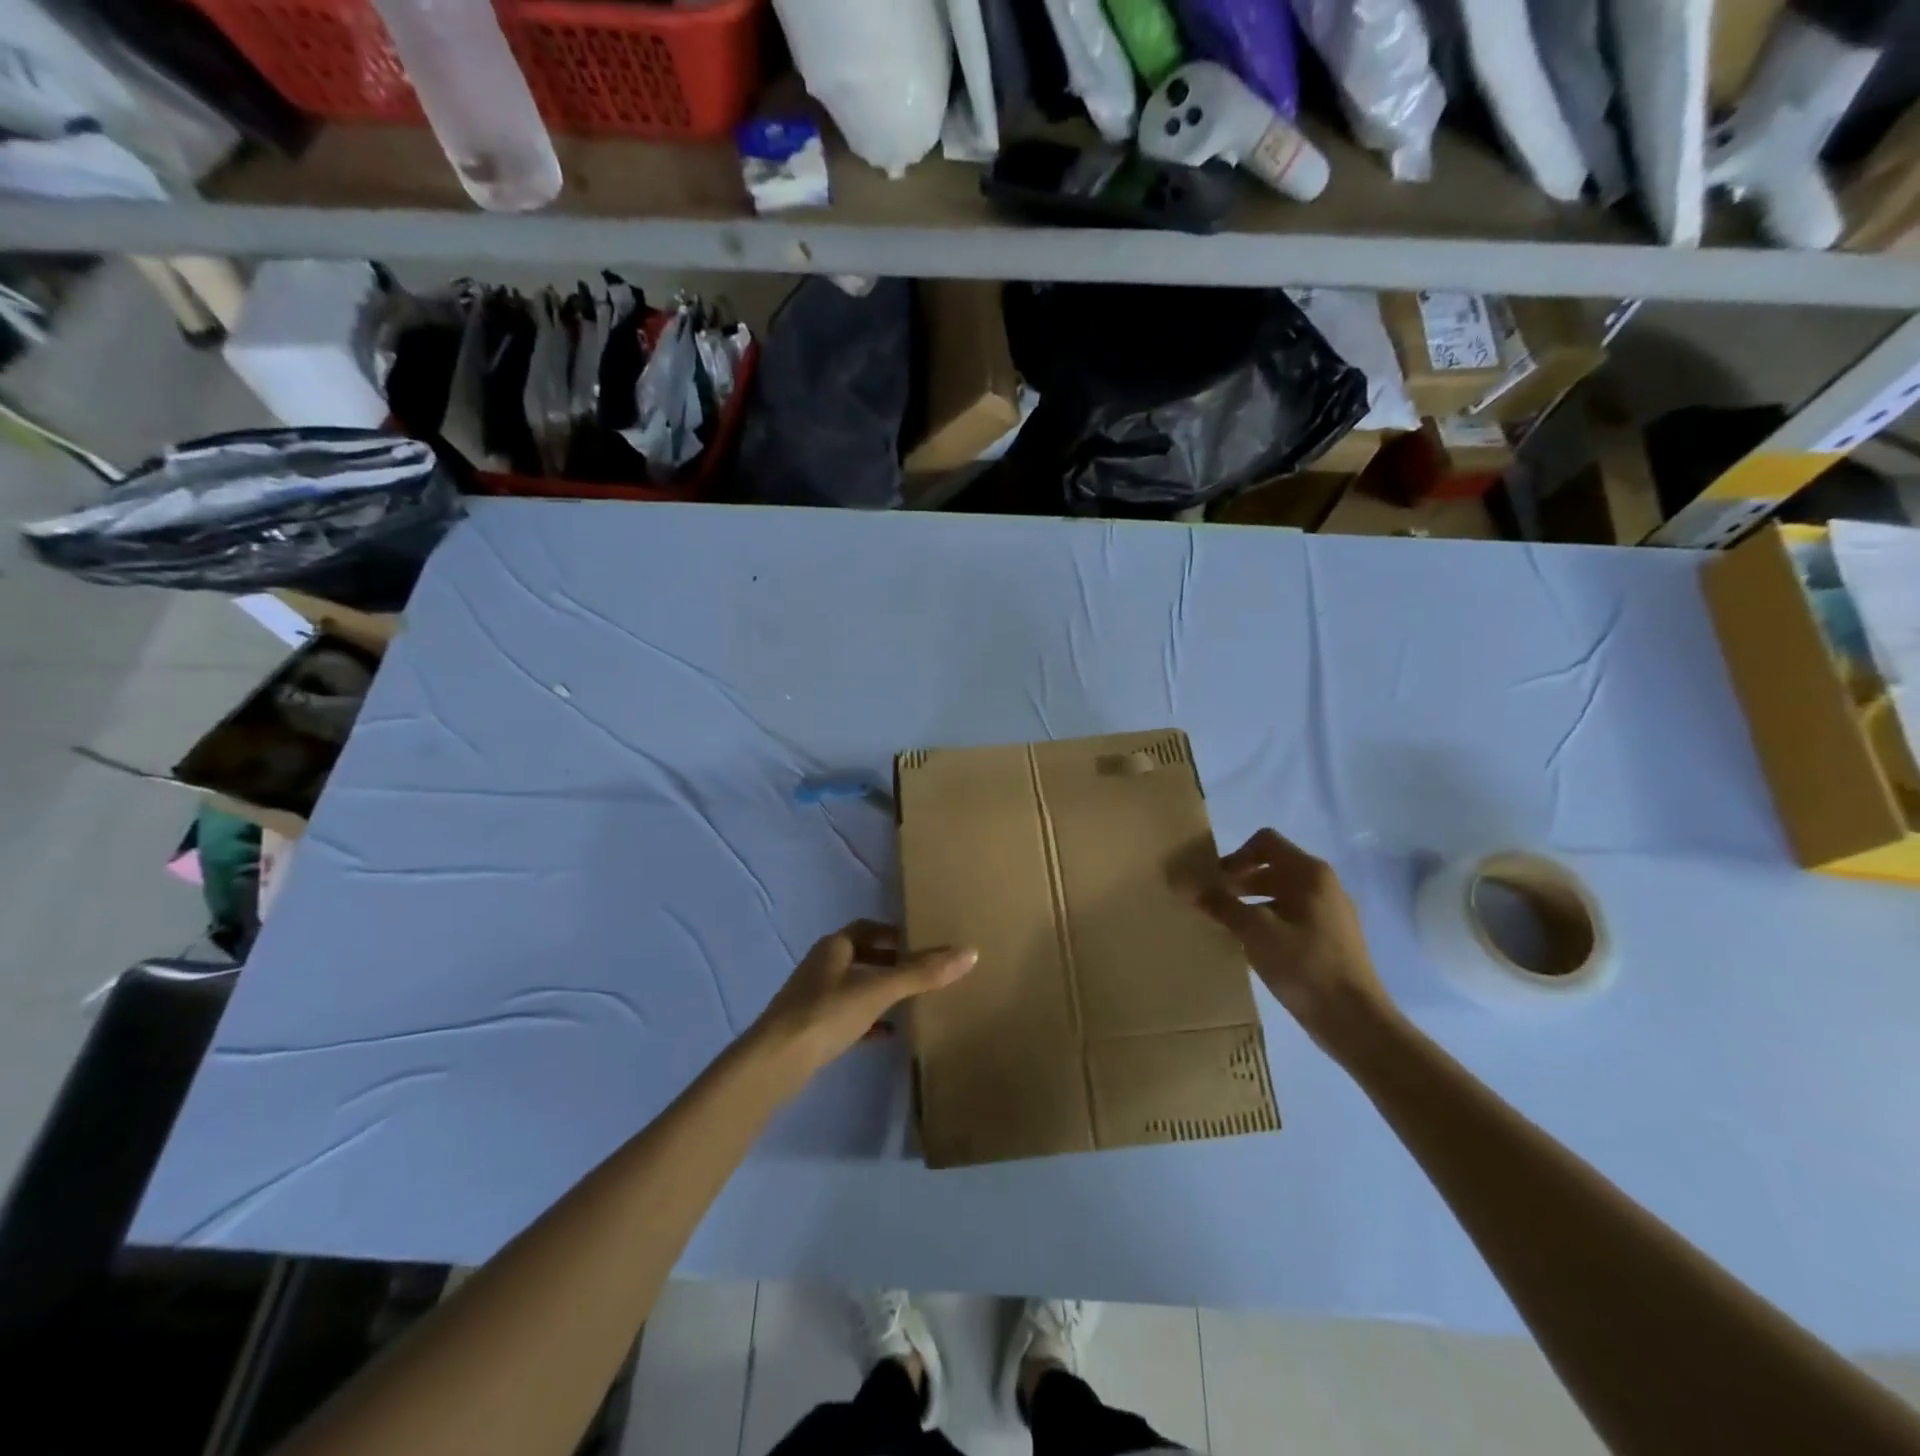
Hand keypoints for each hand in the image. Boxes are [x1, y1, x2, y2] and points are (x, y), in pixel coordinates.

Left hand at [750, 921, 976, 1086]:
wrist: (776, 1062)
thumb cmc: (827, 1013)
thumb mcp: (879, 990)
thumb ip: (922, 973)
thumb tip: (970, 952)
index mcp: (833, 947)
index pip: (867, 929)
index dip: (893, 933)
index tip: (920, 942)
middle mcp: (821, 966)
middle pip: (861, 957)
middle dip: (890, 962)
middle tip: (921, 972)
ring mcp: (813, 999)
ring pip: (853, 987)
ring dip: (879, 991)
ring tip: (911, 1002)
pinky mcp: (810, 1030)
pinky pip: (846, 1017)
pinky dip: (868, 1020)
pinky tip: (887, 1034)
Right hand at [1189, 828, 1392, 1054]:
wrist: (1355, 1021)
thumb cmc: (1305, 966)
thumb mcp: (1255, 932)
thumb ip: (1220, 905)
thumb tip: (1186, 885)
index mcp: (1310, 874)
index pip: (1265, 842)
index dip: (1235, 856)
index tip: (1216, 882)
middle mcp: (1323, 884)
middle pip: (1272, 867)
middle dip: (1238, 881)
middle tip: (1212, 904)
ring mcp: (1329, 911)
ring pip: (1280, 893)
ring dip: (1250, 902)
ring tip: (1227, 925)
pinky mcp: (1330, 937)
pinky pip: (1291, 915)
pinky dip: (1267, 920)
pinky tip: (1253, 945)